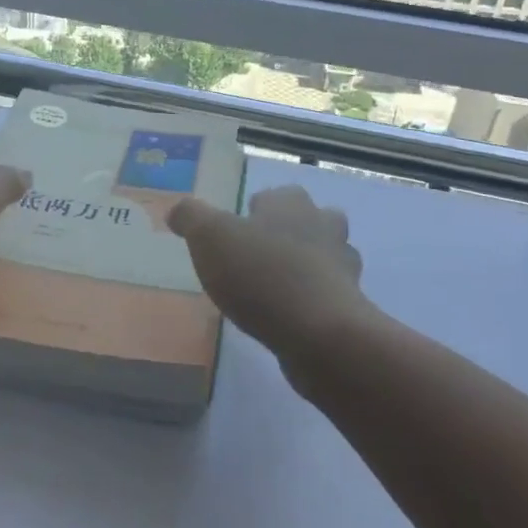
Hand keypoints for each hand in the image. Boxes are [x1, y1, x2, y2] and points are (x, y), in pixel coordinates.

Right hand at [168, 186, 366, 394]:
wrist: (319, 332)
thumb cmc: (261, 274)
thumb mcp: (208, 237)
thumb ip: (191, 217)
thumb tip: (177, 210)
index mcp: (290, 203)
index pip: (274, 195)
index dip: (255, 211)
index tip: (235, 232)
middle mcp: (323, 225)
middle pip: (307, 220)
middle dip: (288, 234)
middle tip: (257, 257)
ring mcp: (342, 265)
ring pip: (324, 256)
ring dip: (305, 266)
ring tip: (272, 289)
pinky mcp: (350, 303)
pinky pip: (329, 294)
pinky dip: (312, 301)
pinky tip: (289, 317)